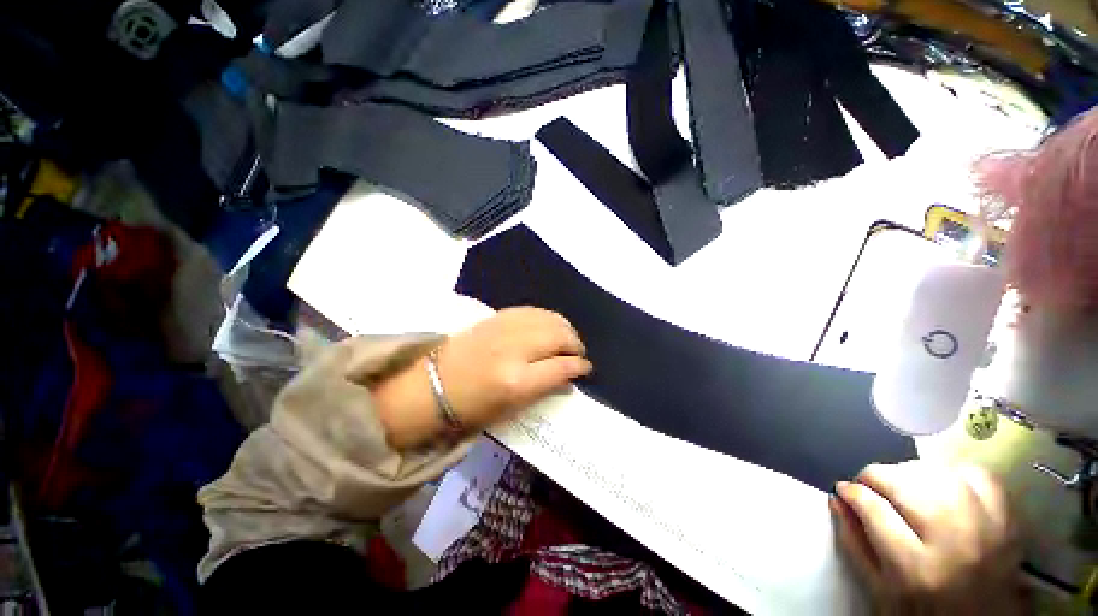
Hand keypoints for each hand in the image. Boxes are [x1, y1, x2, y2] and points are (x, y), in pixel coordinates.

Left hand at [373, 308, 591, 447]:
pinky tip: (549, 325)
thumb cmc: (470, 409)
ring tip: (567, 339)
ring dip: (564, 328)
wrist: (430, 386)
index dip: (579, 366)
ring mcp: (504, 329)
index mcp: (516, 382)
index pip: (562, 367)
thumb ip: (544, 389)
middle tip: (577, 354)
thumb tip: (569, 377)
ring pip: (549, 319)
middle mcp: (514, 350)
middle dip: (575, 344)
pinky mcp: (496, 317)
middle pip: (559, 337)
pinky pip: (532, 311)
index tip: (585, 368)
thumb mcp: (510, 409)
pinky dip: (547, 317)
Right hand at [831, 461, 1024, 614]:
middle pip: (907, 486)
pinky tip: (942, 483)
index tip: (844, 489)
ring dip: (910, 472)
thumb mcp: (880, 588)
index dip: (852, 493)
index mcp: (917, 570)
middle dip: (877, 476)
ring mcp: (988, 529)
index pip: (875, 510)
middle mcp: (955, 545)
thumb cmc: (922, 609)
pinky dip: (954, 472)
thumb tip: (837, 498)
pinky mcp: (1009, 520)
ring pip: (939, 474)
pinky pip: (979, 476)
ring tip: (901, 483)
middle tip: (869, 483)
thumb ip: (854, 542)